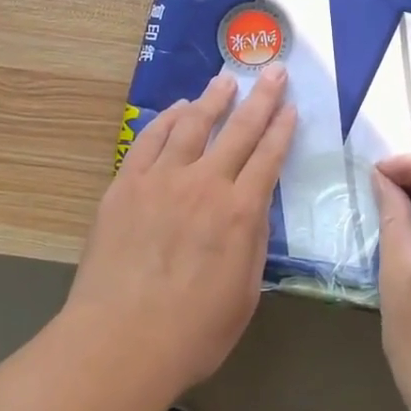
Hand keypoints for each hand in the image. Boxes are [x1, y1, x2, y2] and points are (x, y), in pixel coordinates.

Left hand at [65, 67, 296, 398]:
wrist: (120, 340)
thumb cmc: (192, 332)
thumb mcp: (244, 294)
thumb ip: (252, 243)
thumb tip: (253, 207)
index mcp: (239, 212)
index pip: (268, 158)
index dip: (282, 129)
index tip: (291, 107)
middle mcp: (204, 184)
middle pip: (238, 130)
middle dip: (260, 98)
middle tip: (273, 71)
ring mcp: (161, 179)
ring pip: (192, 125)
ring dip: (212, 99)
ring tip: (225, 81)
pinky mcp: (126, 184)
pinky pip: (149, 140)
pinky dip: (166, 119)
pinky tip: (177, 109)